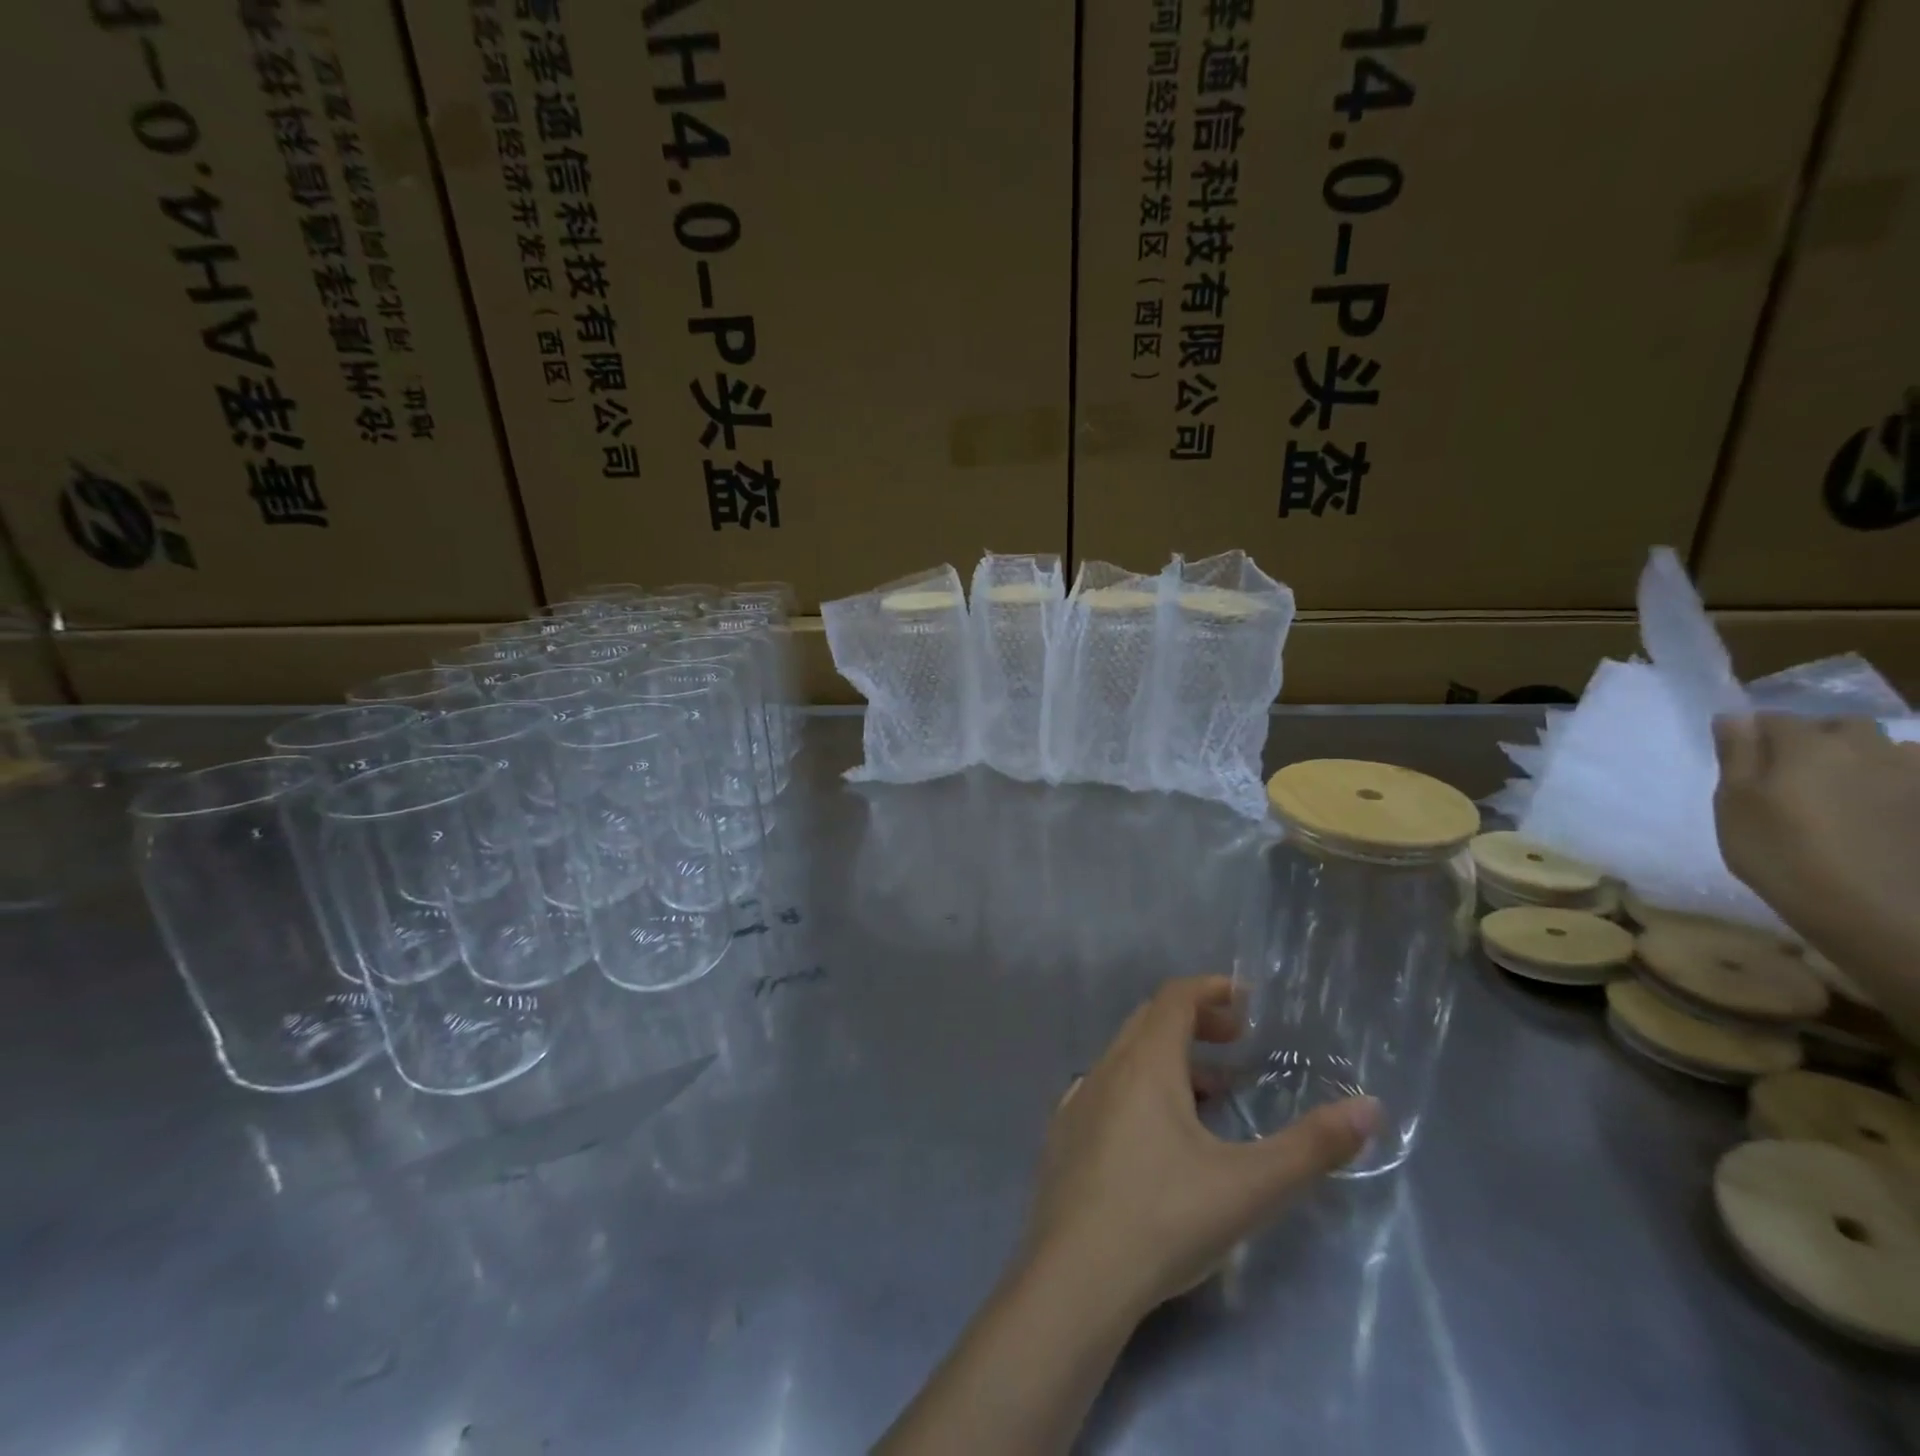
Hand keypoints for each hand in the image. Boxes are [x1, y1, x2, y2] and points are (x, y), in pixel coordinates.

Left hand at [1022, 975, 1378, 1323]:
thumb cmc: (1166, 1218)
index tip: (1246, 1003)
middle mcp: (1106, 1068)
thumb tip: (1370, 1107)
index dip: (1211, 990)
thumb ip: (1312, 1146)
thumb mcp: (1251, 1186)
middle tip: (1236, 1044)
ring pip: (1127, 1057)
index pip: (1175, 997)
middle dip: (1195, 1020)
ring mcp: (1078, 1100)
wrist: (1076, 1275)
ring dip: (1170, 1059)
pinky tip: (1159, 1135)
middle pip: (1150, 1020)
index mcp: (1145, 1063)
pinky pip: (1107, 1090)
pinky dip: (1140, 1089)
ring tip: (1212, 1095)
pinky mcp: (1064, 1134)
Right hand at [1712, 714, 1919, 931]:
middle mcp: (1864, 748)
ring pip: (1885, 747)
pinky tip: (1883, 805)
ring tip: (1841, 787)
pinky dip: (1898, 780)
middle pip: (1837, 725)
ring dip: (1861, 756)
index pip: (1772, 718)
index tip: (1739, 756)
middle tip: (1791, 770)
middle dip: (1814, 736)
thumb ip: (1735, 756)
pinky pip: (1915, 775)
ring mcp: (1911, 776)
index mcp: (1806, 745)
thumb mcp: (1735, 806)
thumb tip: (1734, 717)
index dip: (1752, 733)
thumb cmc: (1782, 854)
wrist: (1877, 910)